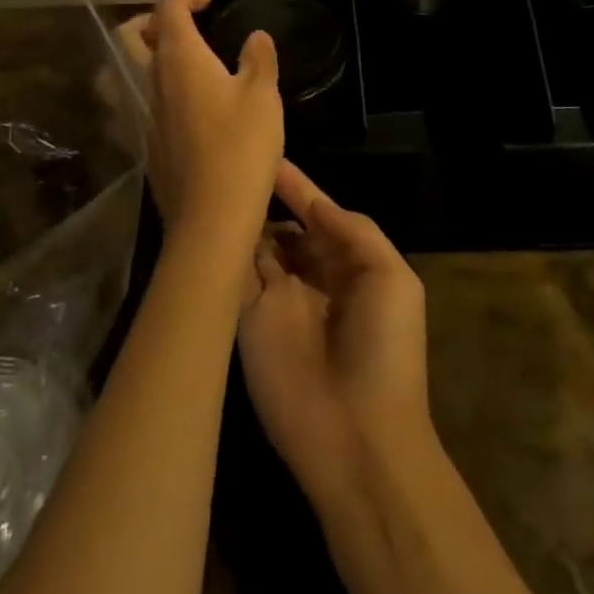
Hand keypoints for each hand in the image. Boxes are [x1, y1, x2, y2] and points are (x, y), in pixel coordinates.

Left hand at [140, 0, 282, 253]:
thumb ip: (259, 60)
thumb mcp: (263, 97)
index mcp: (180, 59)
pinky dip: (153, 90)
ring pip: (128, 71)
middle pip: (132, 35)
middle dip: (152, 20)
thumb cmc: (240, 148)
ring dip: (146, 56)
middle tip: (183, 26)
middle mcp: (152, 80)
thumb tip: (256, 36)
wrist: (210, 218)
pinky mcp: (144, 144)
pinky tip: (181, 108)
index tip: (207, 0)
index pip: (168, 10)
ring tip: (178, 63)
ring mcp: (143, 114)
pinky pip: (138, 103)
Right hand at [238, 162, 430, 503]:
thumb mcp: (390, 276)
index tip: (267, 156)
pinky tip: (203, 224)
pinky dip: (220, 254)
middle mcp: (308, 279)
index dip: (295, 187)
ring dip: (239, 223)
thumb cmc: (384, 348)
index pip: (316, 215)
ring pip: (253, 249)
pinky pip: (230, 279)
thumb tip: (312, 204)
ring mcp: (275, 301)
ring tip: (214, 186)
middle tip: (230, 168)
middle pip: (282, 230)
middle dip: (263, 201)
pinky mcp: (246, 323)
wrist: (358, 436)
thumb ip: (353, 230)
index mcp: (347, 266)